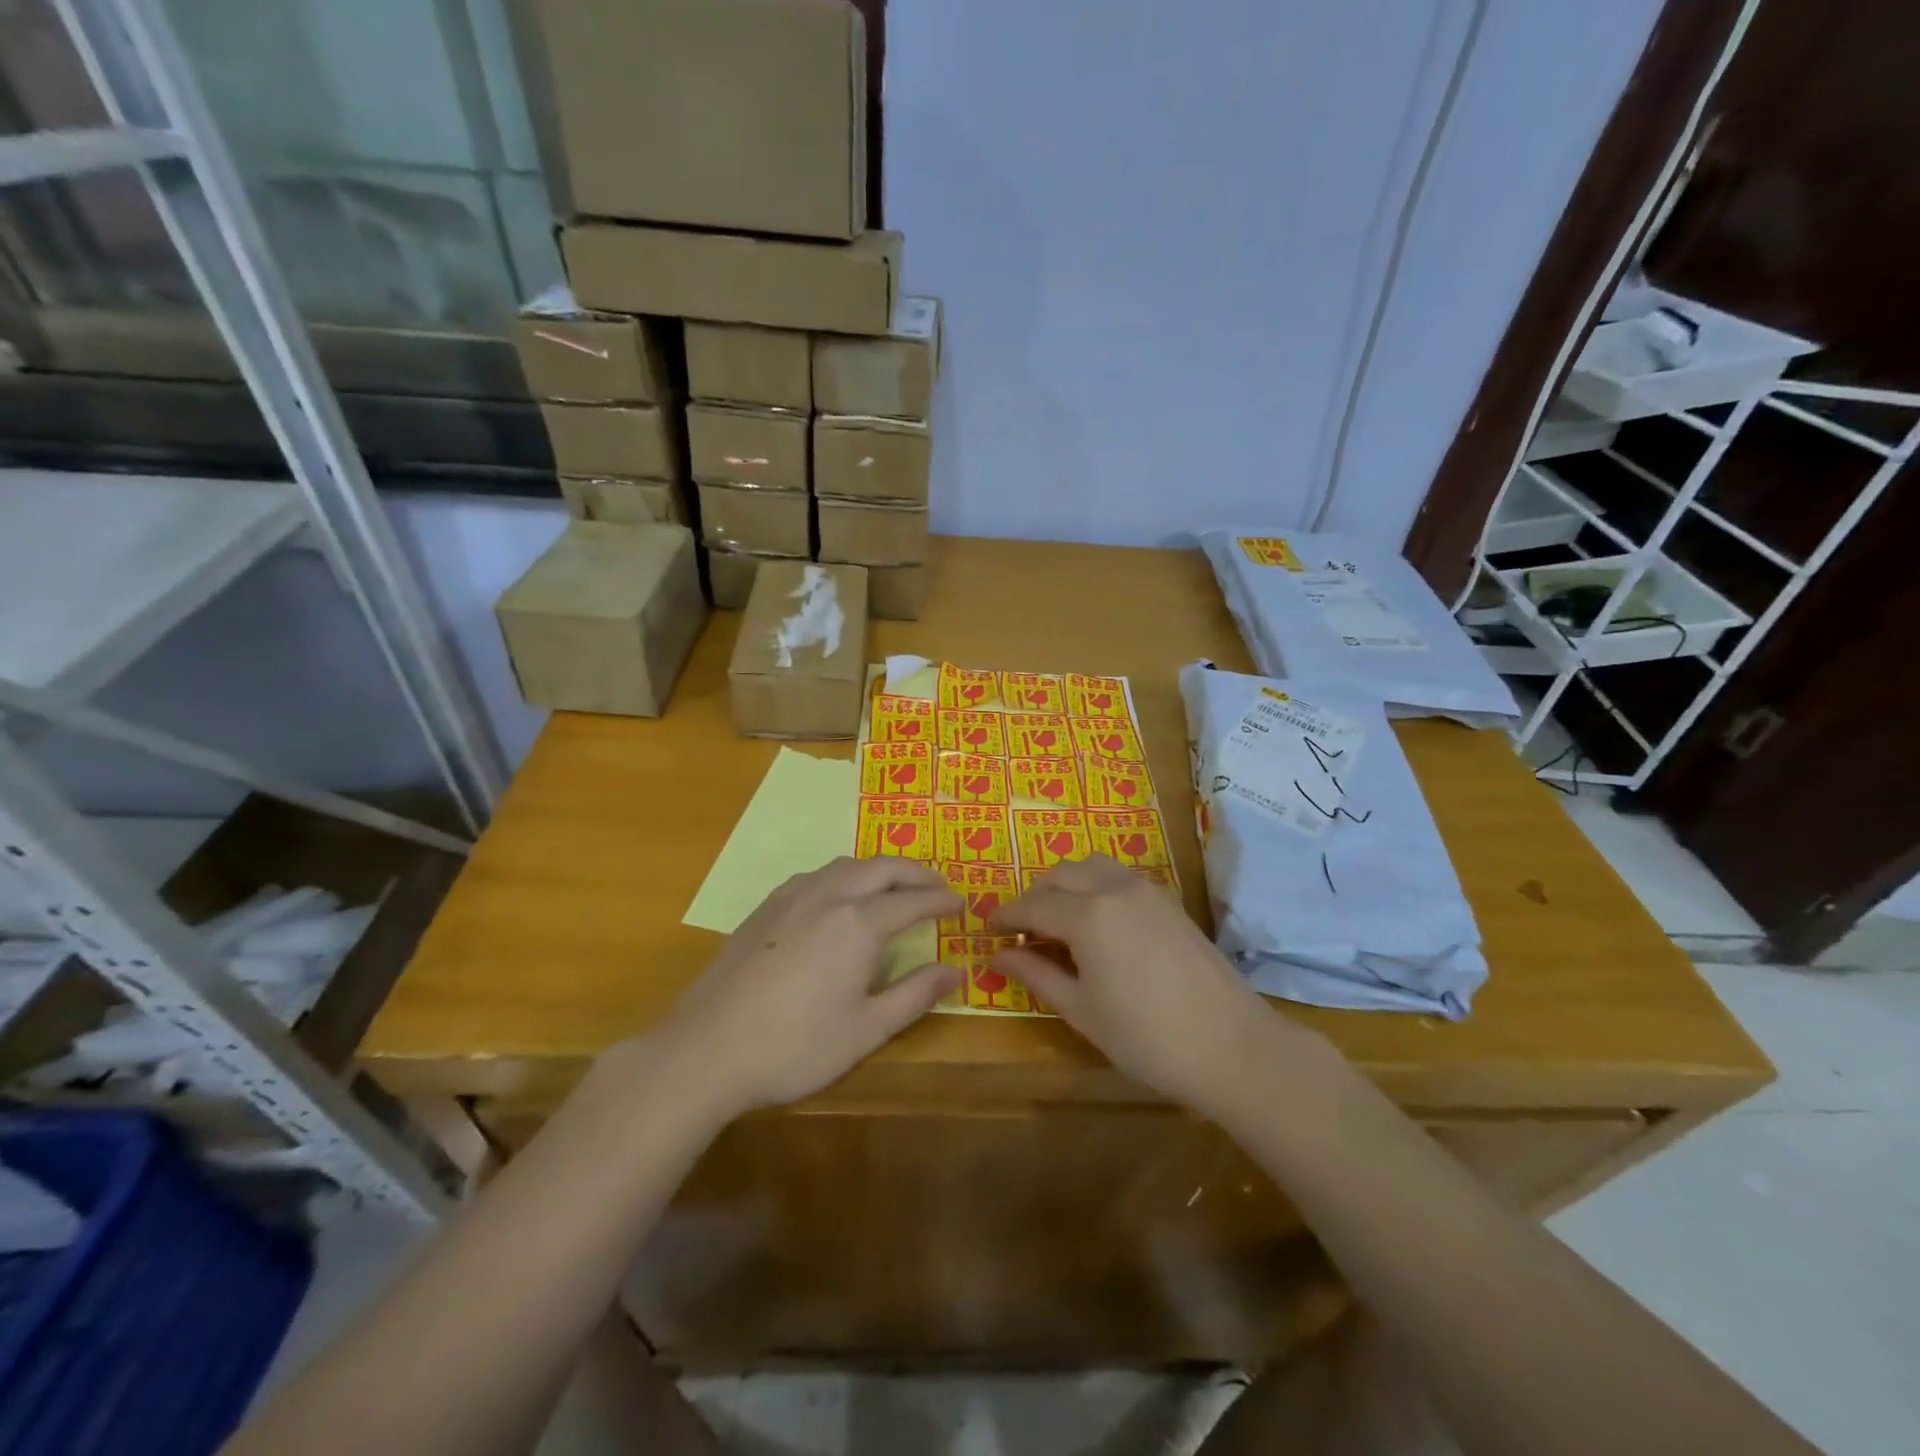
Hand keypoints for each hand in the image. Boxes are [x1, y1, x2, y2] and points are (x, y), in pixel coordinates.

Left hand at [660, 857, 960, 1117]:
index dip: (940, 900)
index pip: (912, 900)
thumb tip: (956, 970)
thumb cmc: (795, 1046)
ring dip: (878, 869)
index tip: (961, 903)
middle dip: (915, 873)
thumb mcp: (866, 1029)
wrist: (706, 1050)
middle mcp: (828, 895)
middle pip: (881, 868)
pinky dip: (845, 876)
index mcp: (858, 923)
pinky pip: (816, 875)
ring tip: (894, 887)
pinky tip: (840, 898)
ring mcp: (791, 897)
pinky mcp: (765, 908)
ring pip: (846, 865)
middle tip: (937, 887)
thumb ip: (915, 994)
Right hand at [990, 855, 1299, 1119]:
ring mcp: (1146, 890)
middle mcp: (1114, 889)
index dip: (1005, 915)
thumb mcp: (1082, 1011)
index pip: (1032, 905)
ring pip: (1091, 867)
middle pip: (1060, 875)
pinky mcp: (1168, 901)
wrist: (1232, 1046)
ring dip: (1065, 885)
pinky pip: (1118, 877)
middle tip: (1021, 930)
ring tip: (1057, 922)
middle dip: (1034, 896)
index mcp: (1087, 915)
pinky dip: (1094, 887)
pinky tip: (1096, 923)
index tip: (986, 928)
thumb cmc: (1147, 1038)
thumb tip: (1000, 954)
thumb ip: (1037, 975)